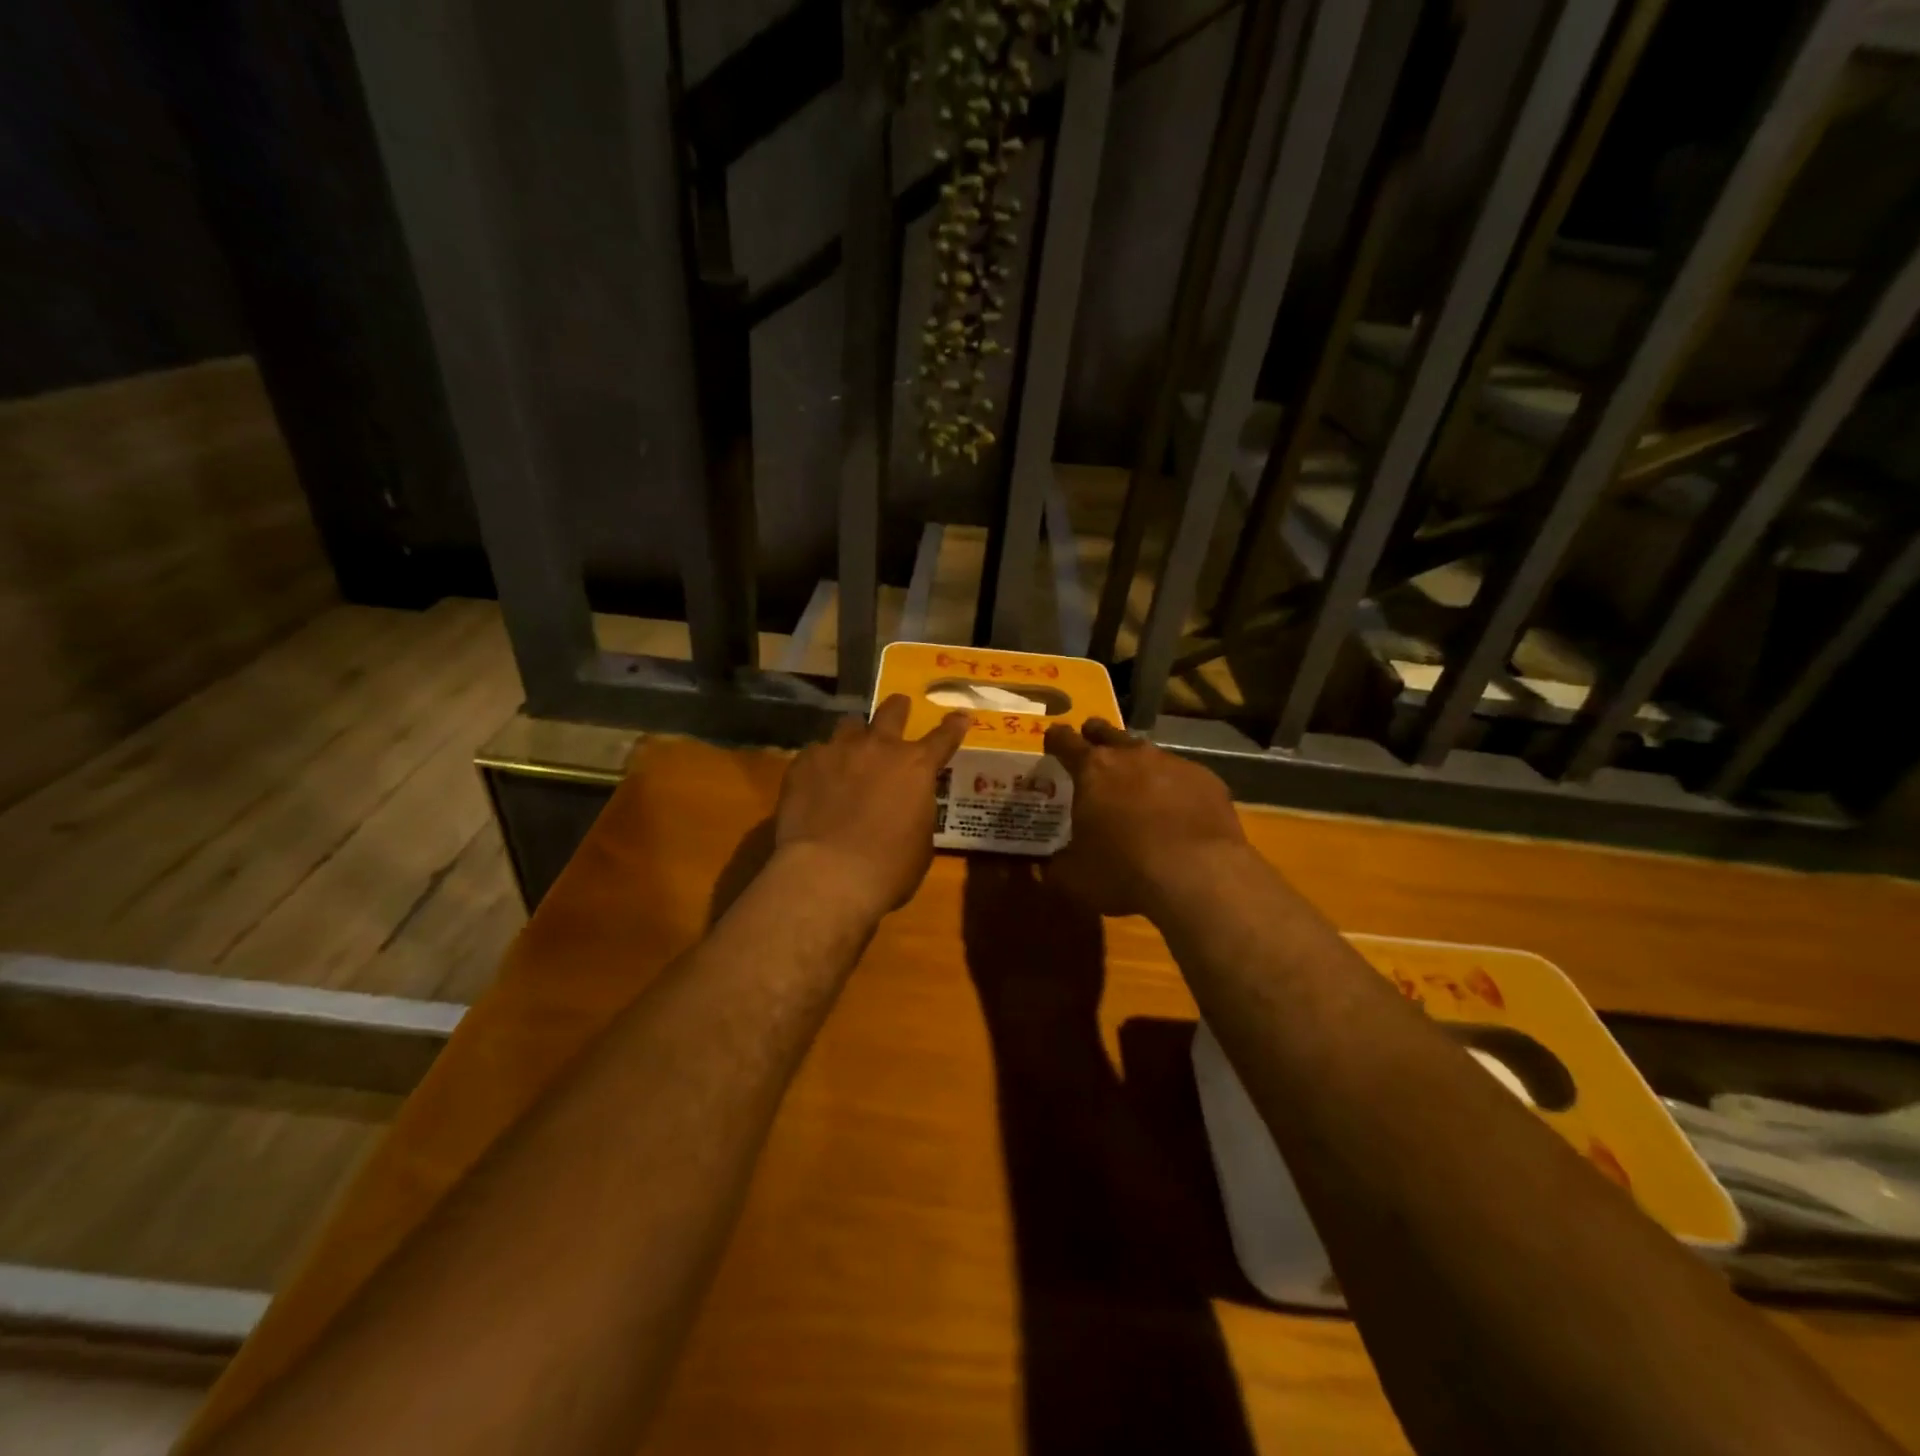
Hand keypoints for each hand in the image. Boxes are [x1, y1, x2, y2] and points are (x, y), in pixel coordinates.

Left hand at [774, 694, 969, 918]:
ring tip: (851, 748)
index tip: (959, 716)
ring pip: (849, 725)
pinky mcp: (804, 763)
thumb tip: (908, 807)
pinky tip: (816, 782)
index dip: (953, 726)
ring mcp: (838, 751)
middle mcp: (879, 748)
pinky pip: (816, 752)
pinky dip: (822, 763)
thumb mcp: (920, 844)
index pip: (943, 738)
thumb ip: (917, 813)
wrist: (827, 874)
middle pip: (891, 712)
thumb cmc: (888, 868)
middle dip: (898, 708)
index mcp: (916, 767)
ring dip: (855, 734)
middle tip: (899, 706)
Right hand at [1042, 719, 1250, 919]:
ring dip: (1138, 766)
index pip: (1065, 741)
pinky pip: (1183, 777)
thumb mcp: (1074, 879)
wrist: (1200, 877)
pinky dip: (1174, 789)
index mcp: (1092, 770)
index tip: (1052, 741)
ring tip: (1136, 787)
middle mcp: (1132, 756)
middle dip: (1096, 738)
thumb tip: (1045, 867)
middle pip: (1108, 733)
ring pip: (1148, 754)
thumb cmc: (1124, 872)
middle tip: (1091, 748)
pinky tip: (1177, 813)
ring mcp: (1174, 765)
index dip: (1056, 740)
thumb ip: (1055, 867)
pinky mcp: (1208, 781)